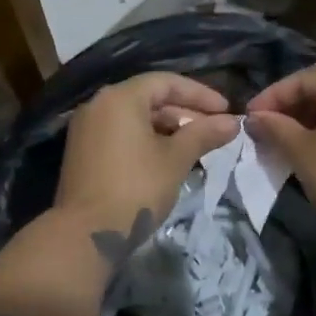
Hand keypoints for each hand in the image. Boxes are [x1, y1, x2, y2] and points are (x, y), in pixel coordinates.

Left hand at [54, 73, 240, 251]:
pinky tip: (166, 158)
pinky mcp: (82, 152)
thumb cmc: (136, 188)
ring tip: (195, 146)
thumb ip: (204, 134)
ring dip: (167, 128)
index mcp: (120, 98)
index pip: (166, 82)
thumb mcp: (176, 159)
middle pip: (148, 98)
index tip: (226, 110)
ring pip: (134, 118)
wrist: (86, 233)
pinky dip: (145, 140)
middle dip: (184, 112)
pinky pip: (120, 134)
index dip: (200, 94)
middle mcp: (98, 105)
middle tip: (214, 131)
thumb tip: (233, 122)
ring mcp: (86, 129)